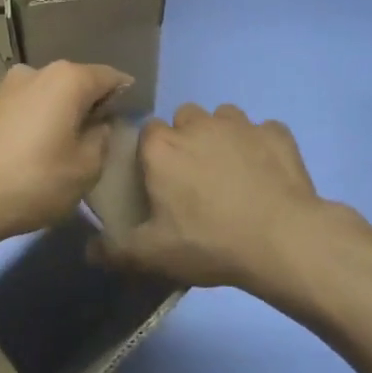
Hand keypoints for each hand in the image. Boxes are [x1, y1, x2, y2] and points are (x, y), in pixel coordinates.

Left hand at [0, 61, 131, 242]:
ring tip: (69, 147)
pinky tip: (40, 148)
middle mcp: (37, 71)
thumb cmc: (35, 181)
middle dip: (92, 104)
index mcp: (67, 78)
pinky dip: (40, 119)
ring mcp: (8, 86)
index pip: (110, 77)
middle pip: (78, 82)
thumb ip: (102, 138)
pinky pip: (29, 105)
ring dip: (63, 112)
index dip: (125, 97)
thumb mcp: (86, 167)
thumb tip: (98, 123)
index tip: (128, 121)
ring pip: (51, 93)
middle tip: (101, 138)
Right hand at [98, 104, 371, 302]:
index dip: (153, 154)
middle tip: (196, 178)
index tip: (161, 180)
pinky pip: (264, 131)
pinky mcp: (277, 133)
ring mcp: (241, 125)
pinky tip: (267, 173)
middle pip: (185, 118)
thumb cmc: (209, 242)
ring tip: (232, 172)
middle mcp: (198, 124)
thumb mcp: (153, 255)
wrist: (282, 240)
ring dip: (223, 136)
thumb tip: (88, 251)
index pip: (147, 132)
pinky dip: (262, 146)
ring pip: (224, 117)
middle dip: (187, 138)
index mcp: (162, 146)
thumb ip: (115, 251)